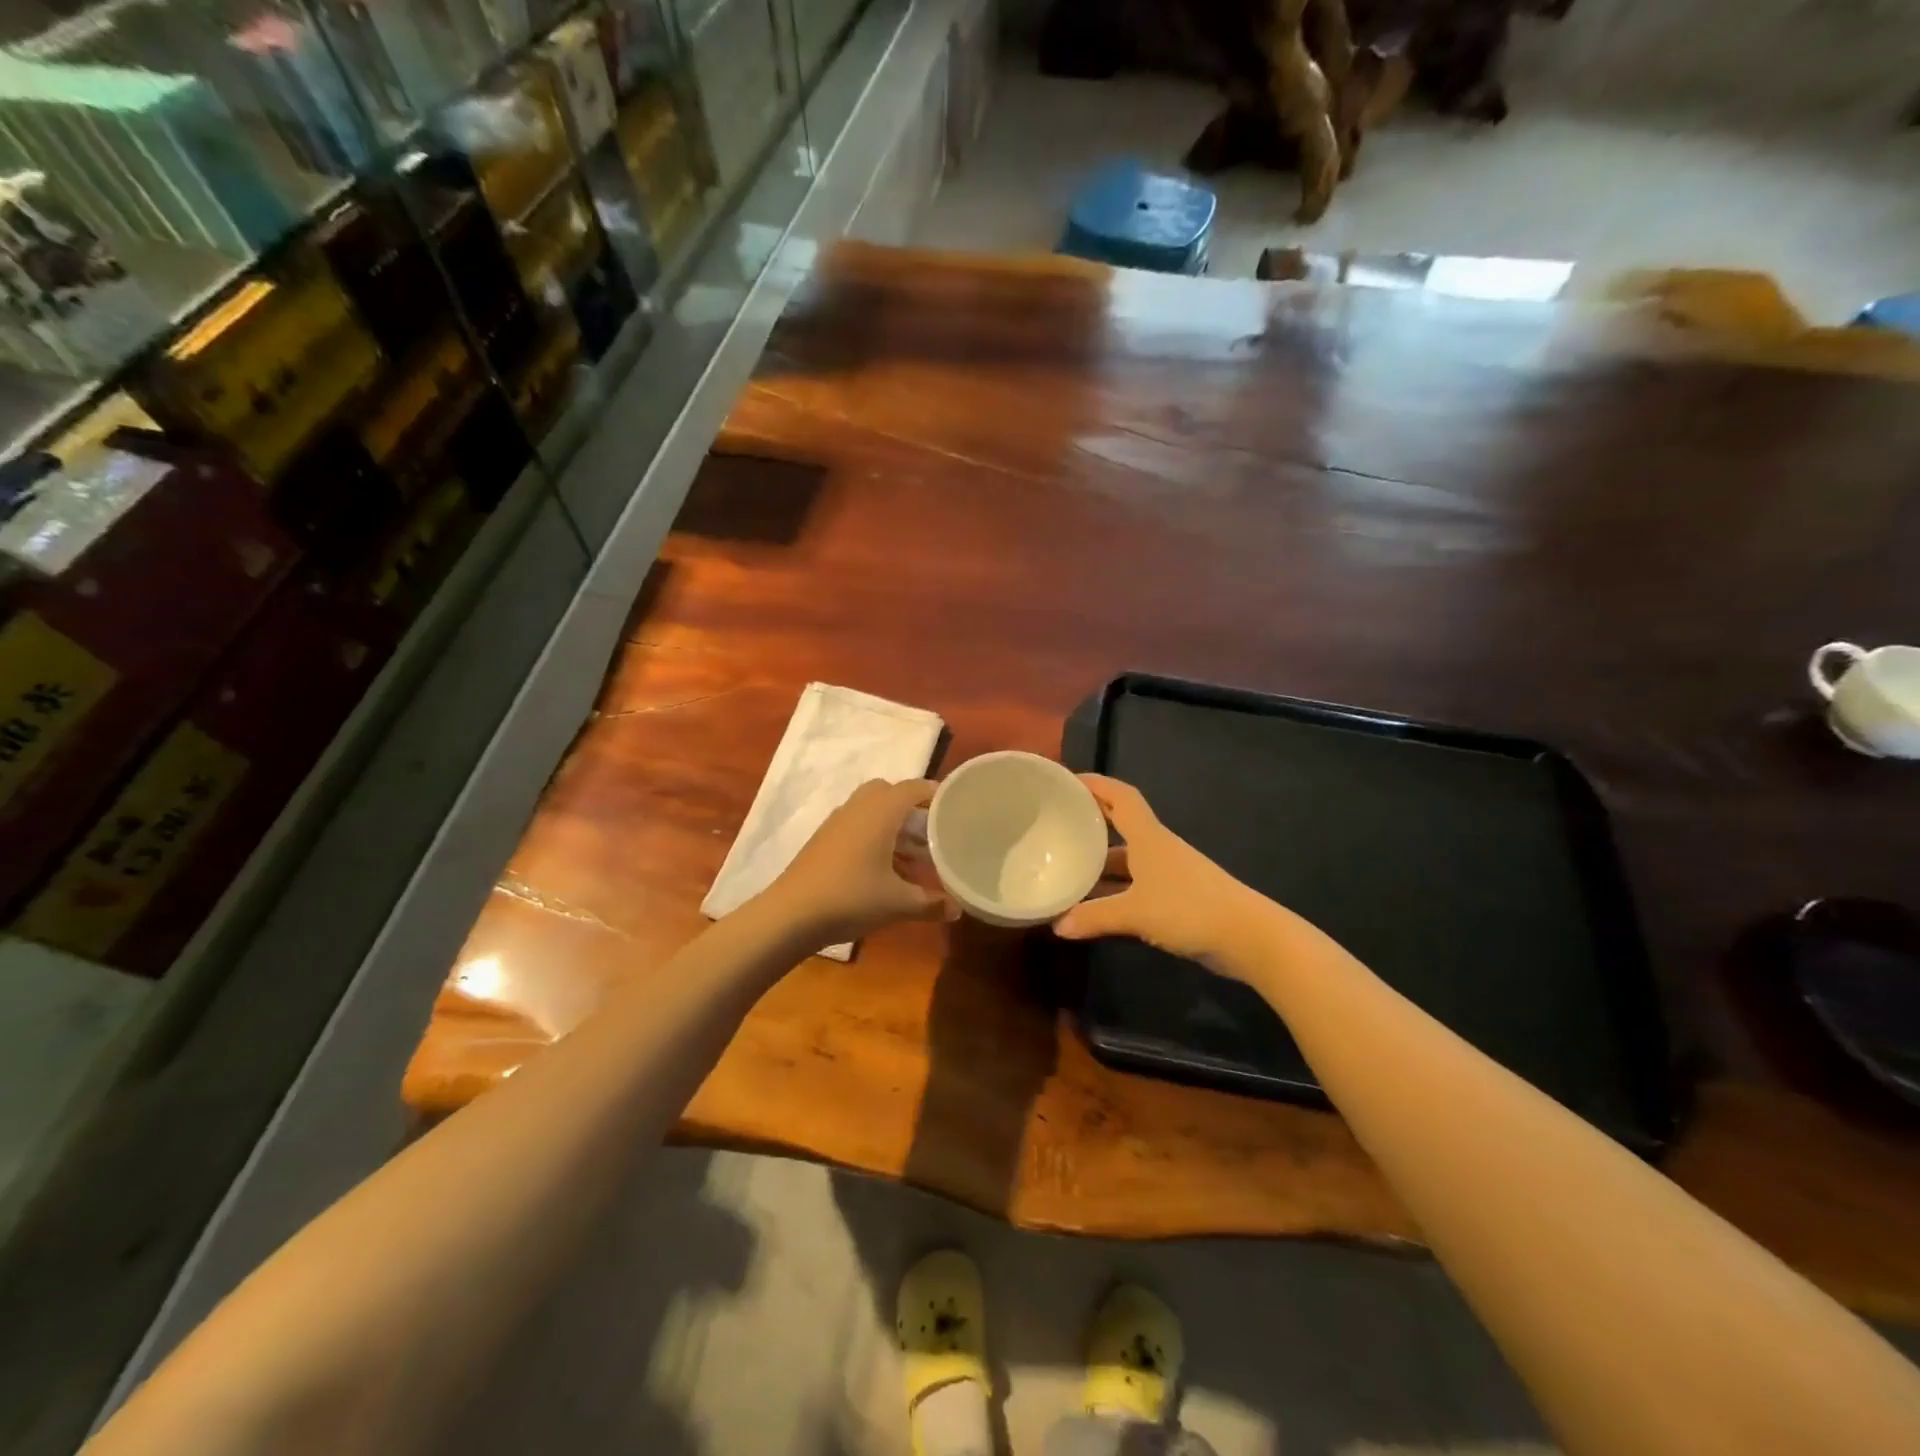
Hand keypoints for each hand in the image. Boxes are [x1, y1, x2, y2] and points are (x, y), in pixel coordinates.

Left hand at [759, 778, 955, 947]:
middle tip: (932, 831)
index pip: (913, 788)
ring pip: (871, 810)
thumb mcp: (897, 903)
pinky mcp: (823, 840)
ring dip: (893, 824)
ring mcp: (837, 823)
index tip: (957, 806)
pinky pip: (857, 825)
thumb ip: (931, 903)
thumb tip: (959, 909)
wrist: (790, 915)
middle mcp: (858, 808)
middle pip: (890, 793)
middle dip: (912, 807)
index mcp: (880, 812)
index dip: (936, 794)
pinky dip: (875, 836)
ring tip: (914, 855)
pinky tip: (884, 868)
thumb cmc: (850, 899)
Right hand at [1052, 774, 1265, 970]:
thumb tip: (1057, 925)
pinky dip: (1115, 891)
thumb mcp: (1135, 913)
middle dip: (1092, 824)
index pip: (1121, 797)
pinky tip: (1096, 906)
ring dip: (1100, 864)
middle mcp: (1157, 849)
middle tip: (1058, 826)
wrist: (1248, 936)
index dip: (1097, 785)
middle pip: (1121, 826)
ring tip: (1068, 869)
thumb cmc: (1189, 909)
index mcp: (1148, 838)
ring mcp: (1169, 874)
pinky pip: (1136, 885)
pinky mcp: (1176, 898)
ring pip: (1127, 860)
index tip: (1068, 782)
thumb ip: (1095, 916)